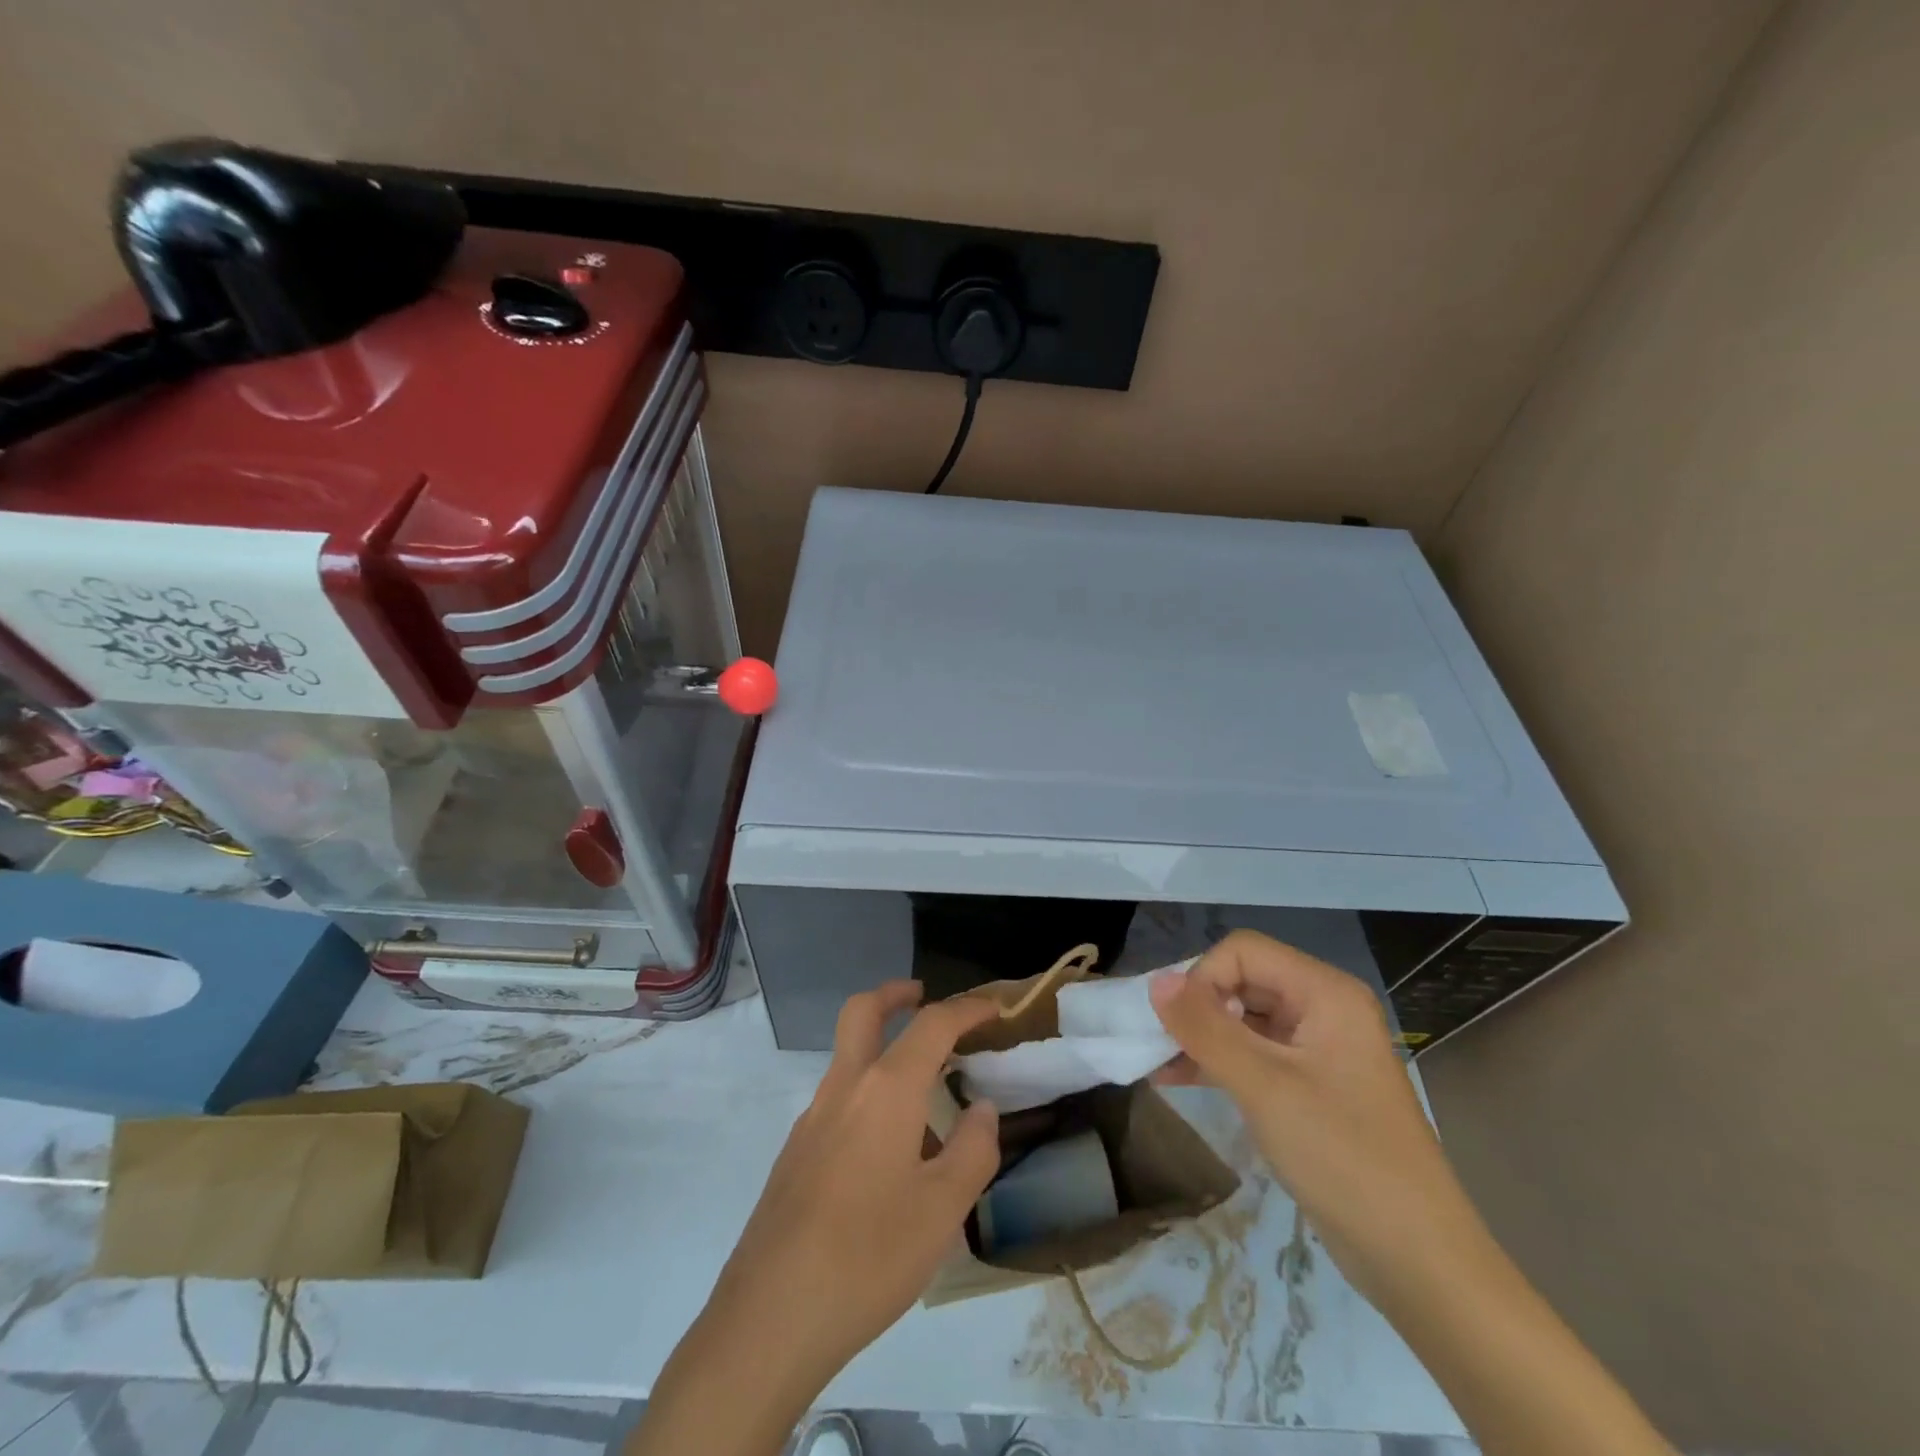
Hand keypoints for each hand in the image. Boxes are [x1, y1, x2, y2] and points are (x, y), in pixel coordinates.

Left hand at [631, 982, 1001, 1455]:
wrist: (769, 1317)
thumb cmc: (869, 1257)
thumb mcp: (943, 1211)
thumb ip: (973, 1150)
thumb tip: (980, 1110)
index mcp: (886, 1091)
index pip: (932, 1024)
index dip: (967, 1008)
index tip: (994, 1007)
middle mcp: (844, 1088)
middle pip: (863, 1012)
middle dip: (895, 994)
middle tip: (923, 997)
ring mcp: (812, 1119)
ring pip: (847, 1056)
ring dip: (880, 1047)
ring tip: (923, 1093)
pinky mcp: (794, 1153)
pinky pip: (837, 1100)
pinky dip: (866, 1092)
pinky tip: (886, 1151)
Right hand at [1149, 931, 1487, 1304]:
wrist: (1416, 1261)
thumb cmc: (1343, 1157)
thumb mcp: (1265, 1087)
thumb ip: (1206, 1028)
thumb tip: (1155, 981)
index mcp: (1325, 993)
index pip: (1243, 952)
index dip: (1203, 977)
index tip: (1176, 1025)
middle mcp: (1322, 1009)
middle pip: (1243, 981)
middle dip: (1196, 1007)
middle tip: (1158, 1044)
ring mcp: (1316, 1049)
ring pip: (1243, 1019)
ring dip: (1200, 1036)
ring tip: (1155, 1062)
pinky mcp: (1308, 1086)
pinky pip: (1253, 1055)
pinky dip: (1217, 1062)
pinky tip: (1176, 1078)